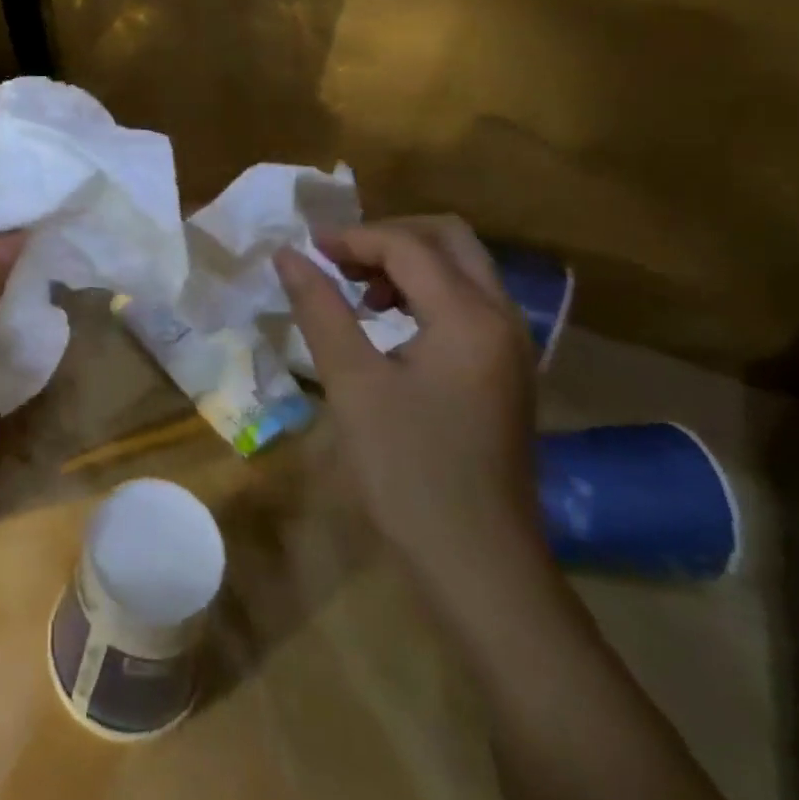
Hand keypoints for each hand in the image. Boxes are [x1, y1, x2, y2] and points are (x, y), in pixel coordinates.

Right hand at [274, 217, 542, 601]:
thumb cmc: (408, 469)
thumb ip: (320, 309)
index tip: (304, 252)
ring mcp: (511, 348)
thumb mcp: (352, 382)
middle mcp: (502, 319)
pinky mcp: (505, 374)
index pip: (408, 246)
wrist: (478, 562)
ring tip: (356, 292)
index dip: (352, 239)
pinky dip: (424, 294)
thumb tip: (287, 255)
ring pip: (462, 271)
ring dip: (407, 264)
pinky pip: (467, 305)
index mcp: (469, 316)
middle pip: (450, 240)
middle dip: (388, 237)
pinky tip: (388, 326)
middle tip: (336, 261)